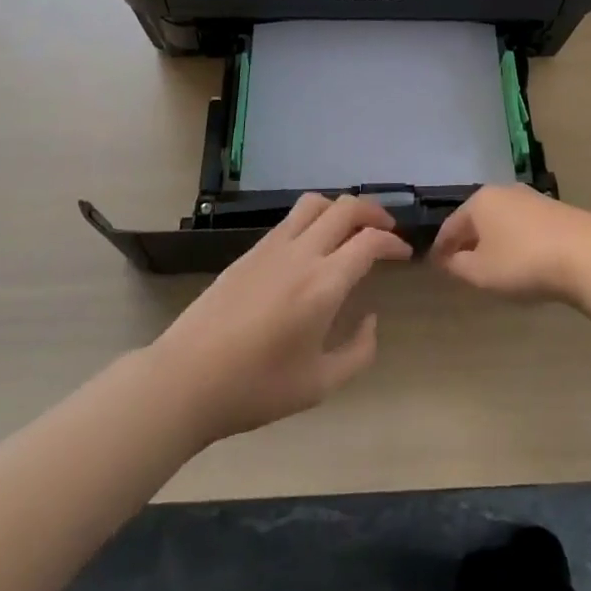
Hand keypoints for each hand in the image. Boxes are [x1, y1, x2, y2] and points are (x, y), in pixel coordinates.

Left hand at [147, 194, 412, 441]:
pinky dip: (314, 219)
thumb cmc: (256, 388)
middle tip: (387, 231)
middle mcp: (302, 253)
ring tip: (352, 228)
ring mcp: (272, 247)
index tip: (403, 254)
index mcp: (324, 283)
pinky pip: (291, 220)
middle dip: (374, 212)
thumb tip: (371, 320)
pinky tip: (314, 245)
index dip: (393, 242)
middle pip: (346, 208)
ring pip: (315, 203)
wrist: (186, 378)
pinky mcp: (250, 251)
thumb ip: (358, 352)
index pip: (369, 241)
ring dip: (341, 208)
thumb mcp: (319, 385)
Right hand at [431, 184, 590, 304]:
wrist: (586, 253)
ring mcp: (532, 198)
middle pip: (477, 218)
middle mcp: (503, 191)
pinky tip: (520, 258)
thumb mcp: (481, 272)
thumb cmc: (522, 262)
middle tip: (460, 263)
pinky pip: (523, 226)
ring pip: (501, 220)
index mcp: (480, 201)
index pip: (451, 225)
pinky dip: (515, 240)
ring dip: (493, 240)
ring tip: (490, 263)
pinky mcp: (555, 210)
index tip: (435, 264)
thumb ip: (458, 266)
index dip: (441, 247)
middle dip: (467, 240)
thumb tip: (448, 259)